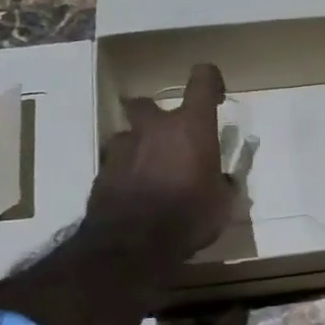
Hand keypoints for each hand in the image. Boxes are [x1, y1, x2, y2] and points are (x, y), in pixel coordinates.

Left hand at [84, 62, 234, 259]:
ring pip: (129, 135)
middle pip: (148, 103)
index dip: (210, 80)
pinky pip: (116, 162)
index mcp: (191, 127)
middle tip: (170, 141)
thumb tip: (223, 179)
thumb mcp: (221, 204)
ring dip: (139, 147)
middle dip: (157, 117)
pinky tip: (135, 195)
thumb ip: (222, 184)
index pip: (202, 81)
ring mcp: (122, 146)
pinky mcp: (102, 170)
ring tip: (150, 174)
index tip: (215, 93)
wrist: (133, 243)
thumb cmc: (189, 217)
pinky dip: (126, 172)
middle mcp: (154, 127)